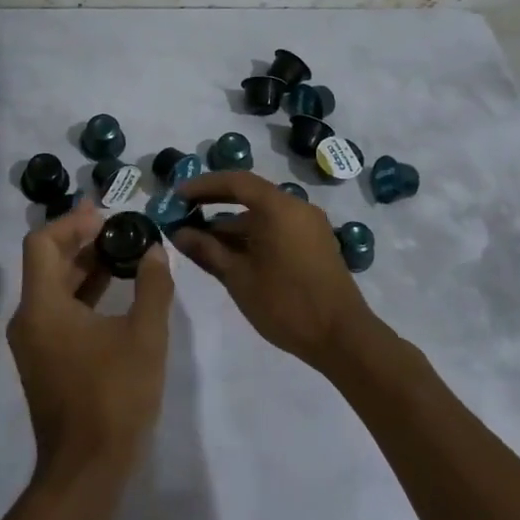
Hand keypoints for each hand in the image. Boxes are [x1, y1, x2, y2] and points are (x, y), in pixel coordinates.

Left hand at [7, 199, 174, 488]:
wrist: (86, 470)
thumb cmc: (114, 397)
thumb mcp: (145, 336)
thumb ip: (152, 287)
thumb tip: (154, 251)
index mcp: (43, 306)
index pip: (42, 242)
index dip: (72, 222)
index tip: (105, 215)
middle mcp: (29, 318)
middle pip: (47, 262)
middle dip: (81, 241)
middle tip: (119, 227)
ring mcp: (34, 342)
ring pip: (53, 288)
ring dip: (84, 267)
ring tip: (122, 252)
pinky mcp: (44, 361)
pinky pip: (58, 312)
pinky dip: (83, 294)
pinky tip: (115, 292)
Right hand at [169, 170, 377, 370]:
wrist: (342, 338)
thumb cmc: (286, 303)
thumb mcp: (238, 277)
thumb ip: (206, 249)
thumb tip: (178, 232)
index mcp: (279, 207)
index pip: (235, 181)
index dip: (203, 186)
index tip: (177, 195)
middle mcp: (297, 207)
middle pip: (249, 195)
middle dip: (214, 204)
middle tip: (183, 215)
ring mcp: (309, 226)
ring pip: (262, 215)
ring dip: (231, 225)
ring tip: (200, 242)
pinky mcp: (315, 244)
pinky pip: (277, 228)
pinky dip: (252, 235)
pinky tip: (230, 255)